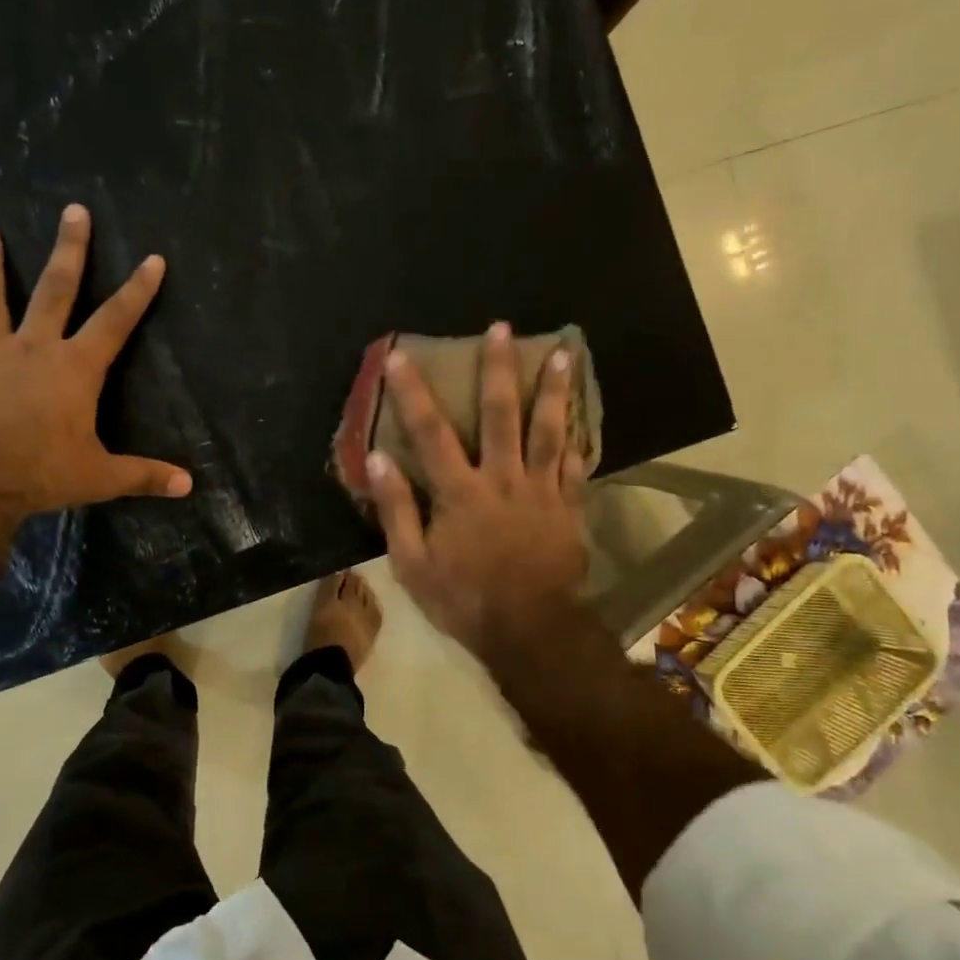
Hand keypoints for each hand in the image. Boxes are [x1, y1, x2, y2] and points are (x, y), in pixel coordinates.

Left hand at [0, 204, 192, 517]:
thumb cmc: (44, 473)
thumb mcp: (101, 476)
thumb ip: (144, 475)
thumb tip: (188, 486)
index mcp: (75, 368)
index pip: (115, 320)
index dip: (137, 290)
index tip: (152, 258)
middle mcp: (33, 349)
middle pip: (55, 290)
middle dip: (68, 249)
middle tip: (73, 211)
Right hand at [367, 322, 589, 666]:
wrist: (530, 631)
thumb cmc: (463, 598)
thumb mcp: (412, 562)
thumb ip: (396, 509)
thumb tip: (378, 459)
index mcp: (460, 492)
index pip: (431, 433)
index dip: (413, 392)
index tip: (401, 356)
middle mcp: (503, 480)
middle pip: (501, 415)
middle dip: (498, 369)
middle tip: (501, 328)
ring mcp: (542, 491)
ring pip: (549, 430)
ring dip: (552, 389)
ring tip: (561, 353)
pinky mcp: (568, 507)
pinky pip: (575, 464)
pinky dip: (578, 436)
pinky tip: (581, 414)